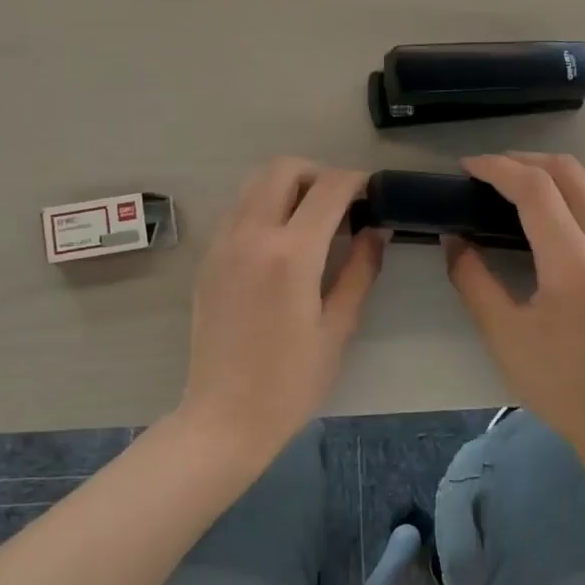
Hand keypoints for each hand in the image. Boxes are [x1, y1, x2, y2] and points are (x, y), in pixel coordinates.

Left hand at [179, 158, 386, 455]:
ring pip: (254, 183)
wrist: (224, 416)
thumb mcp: (338, 327)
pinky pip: (238, 210)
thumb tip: (377, 230)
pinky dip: (263, 206)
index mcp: (291, 254)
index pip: (328, 188)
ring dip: (287, 186)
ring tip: (312, 219)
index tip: (373, 194)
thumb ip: (360, 270)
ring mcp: (223, 244)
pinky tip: (281, 242)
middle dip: (318, 173)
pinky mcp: (208, 258)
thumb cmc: (290, 381)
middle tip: (341, 204)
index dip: (356, 181)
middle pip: (284, 169)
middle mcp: (252, 234)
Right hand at [445, 153, 584, 462]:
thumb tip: (455, 236)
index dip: (497, 168)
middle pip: (569, 171)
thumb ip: (471, 278)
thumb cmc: (560, 385)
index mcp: (576, 268)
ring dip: (567, 170)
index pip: (535, 189)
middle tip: (492, 175)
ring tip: (538, 190)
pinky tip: (574, 216)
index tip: (469, 168)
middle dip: (523, 162)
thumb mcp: (502, 335)